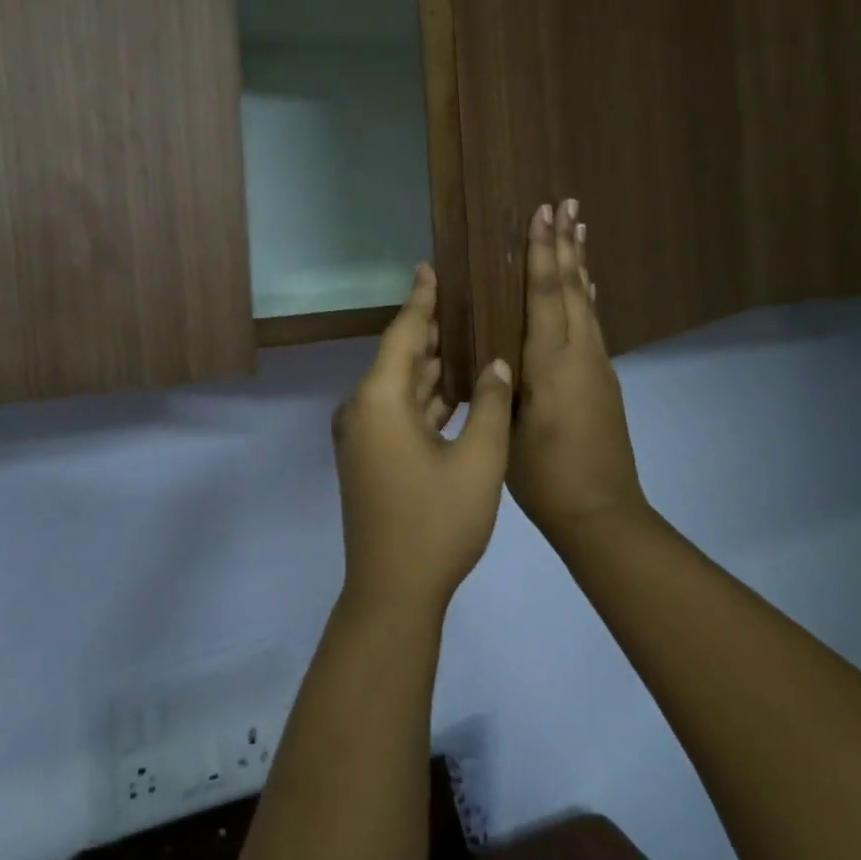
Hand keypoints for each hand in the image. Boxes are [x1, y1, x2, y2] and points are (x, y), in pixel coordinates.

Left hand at [332, 264, 514, 619]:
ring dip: (431, 365)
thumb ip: (491, 405)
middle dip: (432, 330)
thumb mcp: (478, 461)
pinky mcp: (370, 457)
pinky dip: (426, 398)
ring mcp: (363, 436)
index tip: (430, 267)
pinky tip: (456, 388)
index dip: (421, 300)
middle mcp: (363, 410)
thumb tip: (498, 364)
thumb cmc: (437, 523)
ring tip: (467, 334)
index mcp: (380, 401)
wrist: (393, 592)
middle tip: (464, 297)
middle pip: (401, 358)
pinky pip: (399, 412)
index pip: (404, 334)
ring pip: (401, 387)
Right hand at [509, 201, 648, 545]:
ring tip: (578, 229)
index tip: (541, 213)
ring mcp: (597, 365)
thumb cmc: (544, 475)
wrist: (602, 513)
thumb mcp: (506, 429)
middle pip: (571, 287)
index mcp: (552, 361)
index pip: (545, 293)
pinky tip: (585, 289)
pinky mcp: (604, 380)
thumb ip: (501, 382)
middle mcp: (581, 353)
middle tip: (565, 203)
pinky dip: (585, 296)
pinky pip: (592, 323)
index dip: (541, 251)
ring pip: (586, 302)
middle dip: (565, 244)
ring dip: (580, 264)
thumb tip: (494, 348)